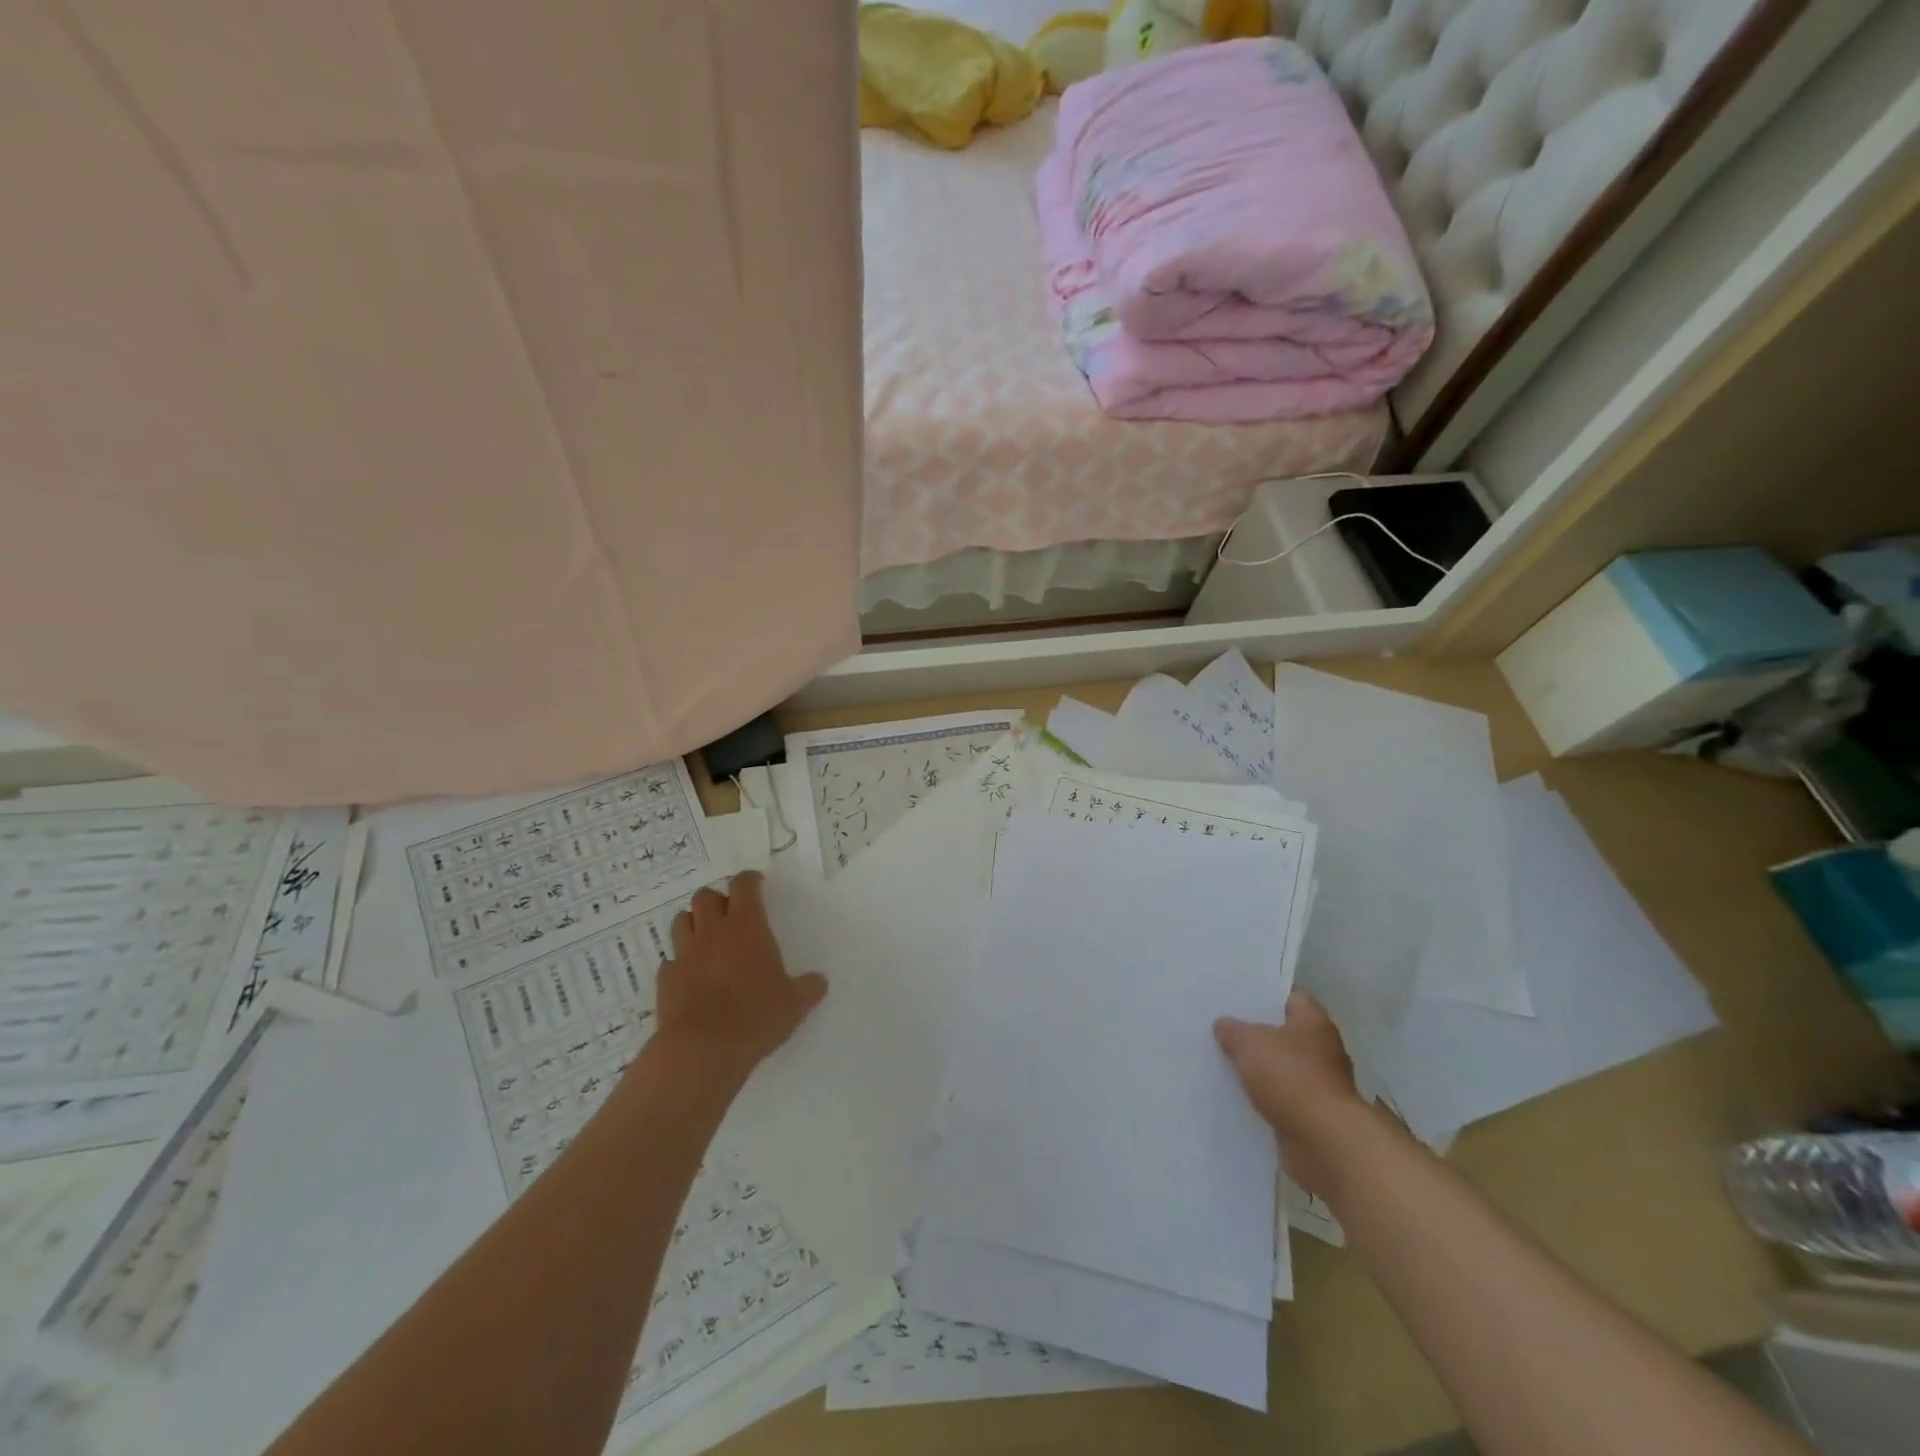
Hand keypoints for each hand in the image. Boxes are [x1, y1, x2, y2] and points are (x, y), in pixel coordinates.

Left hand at [658, 872, 826, 1083]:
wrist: (702, 1050)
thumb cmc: (756, 1017)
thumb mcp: (794, 1004)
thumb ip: (808, 988)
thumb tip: (819, 981)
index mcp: (747, 927)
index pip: (744, 885)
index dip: (750, 880)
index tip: (757, 883)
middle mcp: (712, 932)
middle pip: (706, 896)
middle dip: (717, 899)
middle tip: (730, 914)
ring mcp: (685, 954)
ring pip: (682, 920)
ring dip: (694, 923)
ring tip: (707, 938)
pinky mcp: (665, 979)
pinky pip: (671, 959)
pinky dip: (680, 961)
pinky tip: (691, 976)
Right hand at [1215, 990, 1366, 1196]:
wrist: (1324, 1142)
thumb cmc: (1291, 1077)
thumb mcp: (1249, 1043)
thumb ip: (1233, 1030)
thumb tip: (1224, 1025)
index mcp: (1314, 1022)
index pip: (1291, 997)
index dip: (1265, 995)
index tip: (1238, 997)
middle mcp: (1323, 1049)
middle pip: (1285, 1033)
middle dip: (1258, 1032)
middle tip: (1224, 1028)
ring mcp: (1321, 1084)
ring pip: (1282, 1067)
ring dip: (1261, 1068)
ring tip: (1225, 1061)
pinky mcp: (1313, 1115)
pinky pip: (1283, 1097)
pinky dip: (1265, 1097)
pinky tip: (1238, 1094)